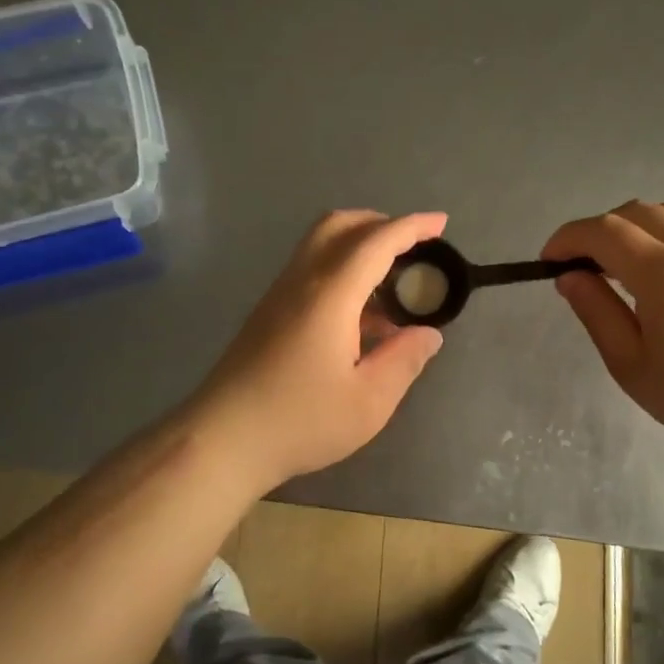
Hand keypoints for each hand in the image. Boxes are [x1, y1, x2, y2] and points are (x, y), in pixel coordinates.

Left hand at [190, 210, 447, 487]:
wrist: (222, 440)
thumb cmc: (299, 421)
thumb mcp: (369, 401)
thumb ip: (404, 360)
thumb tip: (428, 334)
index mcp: (330, 295)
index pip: (376, 242)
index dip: (412, 227)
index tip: (441, 223)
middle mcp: (301, 281)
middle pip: (339, 225)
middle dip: (380, 223)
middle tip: (413, 246)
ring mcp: (279, 295)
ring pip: (320, 244)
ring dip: (359, 245)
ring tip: (392, 284)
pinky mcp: (268, 313)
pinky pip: (310, 269)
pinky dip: (342, 269)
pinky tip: (360, 315)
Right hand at [542, 202, 663, 459]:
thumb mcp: (630, 363)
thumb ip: (596, 311)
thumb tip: (568, 276)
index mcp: (663, 273)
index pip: (603, 231)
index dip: (568, 239)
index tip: (548, 261)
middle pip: (632, 213)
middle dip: (595, 233)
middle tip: (580, 268)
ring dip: (633, 225)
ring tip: (621, 262)